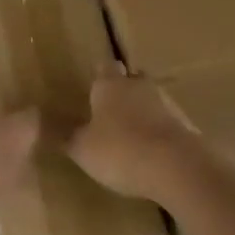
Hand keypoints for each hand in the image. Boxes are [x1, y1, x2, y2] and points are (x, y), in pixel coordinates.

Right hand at [67, 64, 213, 202]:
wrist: (176, 167)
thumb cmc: (120, 151)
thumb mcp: (83, 150)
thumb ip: (68, 137)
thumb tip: (48, 126)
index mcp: (109, 85)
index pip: (103, 67)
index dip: (98, 74)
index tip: (93, 81)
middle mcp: (138, 86)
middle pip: (131, 79)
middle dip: (123, 89)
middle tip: (111, 106)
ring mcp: (166, 103)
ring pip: (151, 99)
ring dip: (143, 110)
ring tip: (131, 131)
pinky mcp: (185, 124)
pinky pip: (166, 121)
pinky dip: (158, 130)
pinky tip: (152, 149)